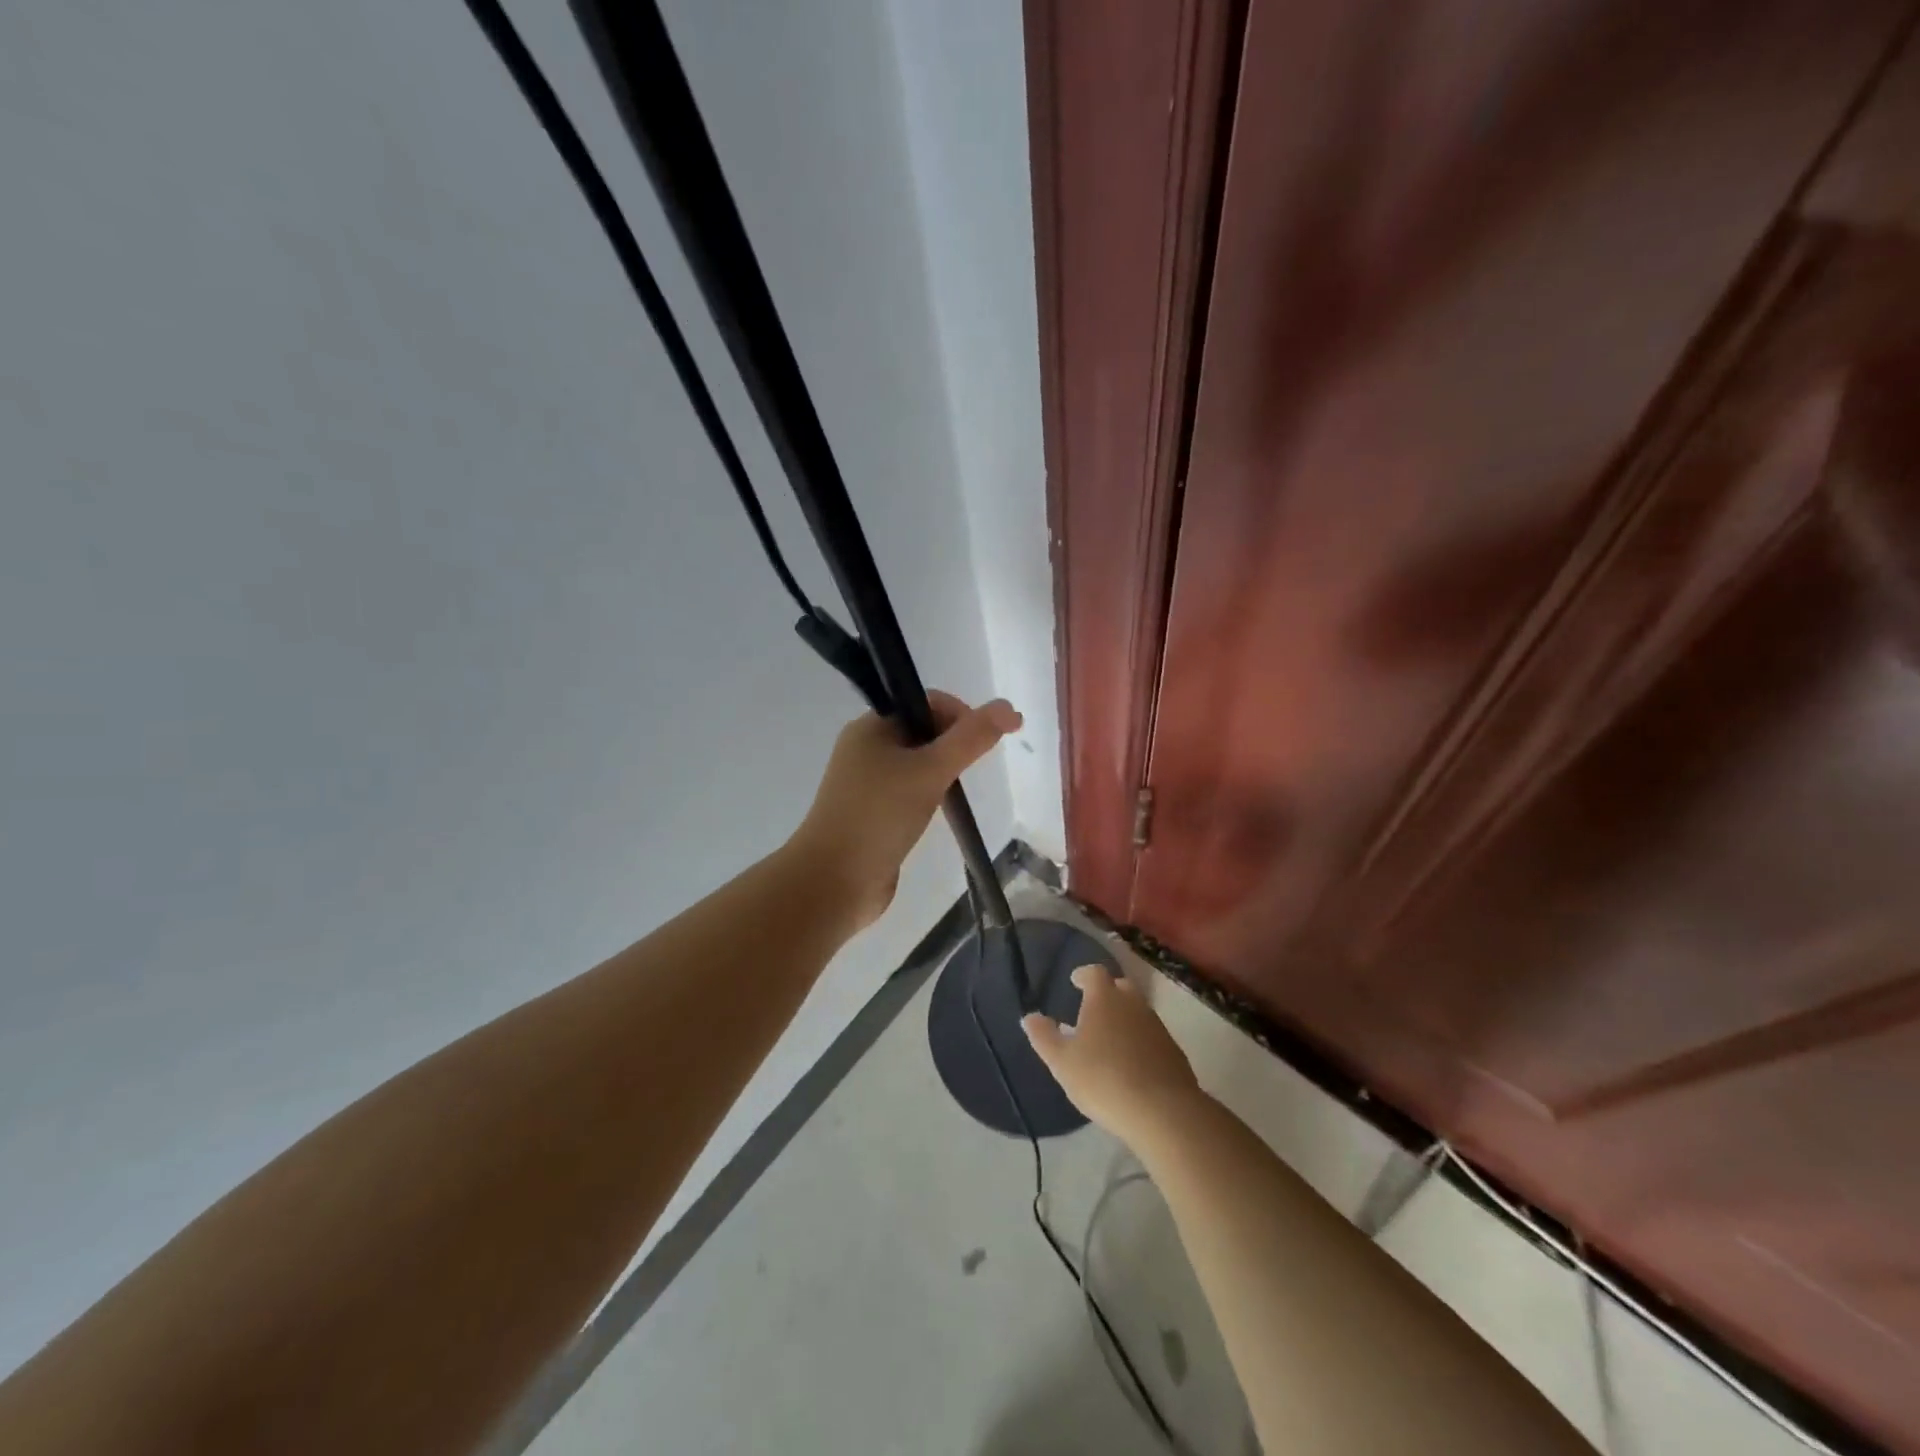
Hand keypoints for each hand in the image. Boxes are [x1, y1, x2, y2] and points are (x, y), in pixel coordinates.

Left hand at [790, 691, 1020, 929]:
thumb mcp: (930, 770)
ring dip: (941, 773)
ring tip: (954, 794)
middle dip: (953, 745)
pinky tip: (938, 814)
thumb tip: (1009, 707)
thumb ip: (971, 738)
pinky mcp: (872, 814)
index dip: (961, 714)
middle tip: (973, 770)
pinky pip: (908, 793)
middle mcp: (865, 749)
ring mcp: (866, 784)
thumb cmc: (879, 816)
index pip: (925, 703)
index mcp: (870, 727)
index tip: (985, 742)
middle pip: (922, 732)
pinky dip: (928, 797)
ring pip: (916, 765)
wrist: (833, 881)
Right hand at [1022, 966, 1203, 1148]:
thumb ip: (1044, 1037)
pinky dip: (1139, 1041)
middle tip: (1092, 1010)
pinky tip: (1131, 1063)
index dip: (1084, 975)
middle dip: (1106, 993)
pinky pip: (1151, 1036)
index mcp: (1104, 998)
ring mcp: (1156, 1026)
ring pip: (1137, 1012)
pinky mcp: (1173, 1051)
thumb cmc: (1103, 1079)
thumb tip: (1030, 1017)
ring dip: (1123, 1018)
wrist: (1163, 1112)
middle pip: (1120, 987)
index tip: (1075, 981)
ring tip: (1109, 1039)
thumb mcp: (1062, 1062)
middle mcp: (1133, 1004)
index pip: (1094, 973)